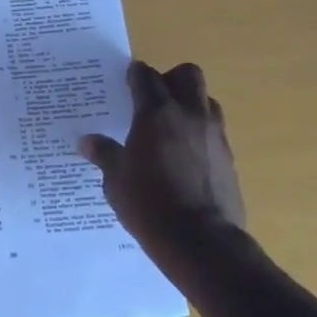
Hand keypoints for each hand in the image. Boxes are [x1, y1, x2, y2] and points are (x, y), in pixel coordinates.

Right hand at [79, 61, 246, 245]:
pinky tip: (185, 157)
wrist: (201, 241)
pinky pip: (215, 131)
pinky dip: (201, 133)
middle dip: (170, 79)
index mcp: (156, 113)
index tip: (125, 81)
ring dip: (191, 104)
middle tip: (153, 98)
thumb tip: (87, 141)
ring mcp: (214, 135)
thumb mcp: (115, 180)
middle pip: (187, 74)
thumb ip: (104, 154)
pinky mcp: (229, 158)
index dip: (134, 74)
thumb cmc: (149, 204)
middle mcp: (189, 115)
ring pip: (207, 100)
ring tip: (172, 126)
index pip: (145, 76)